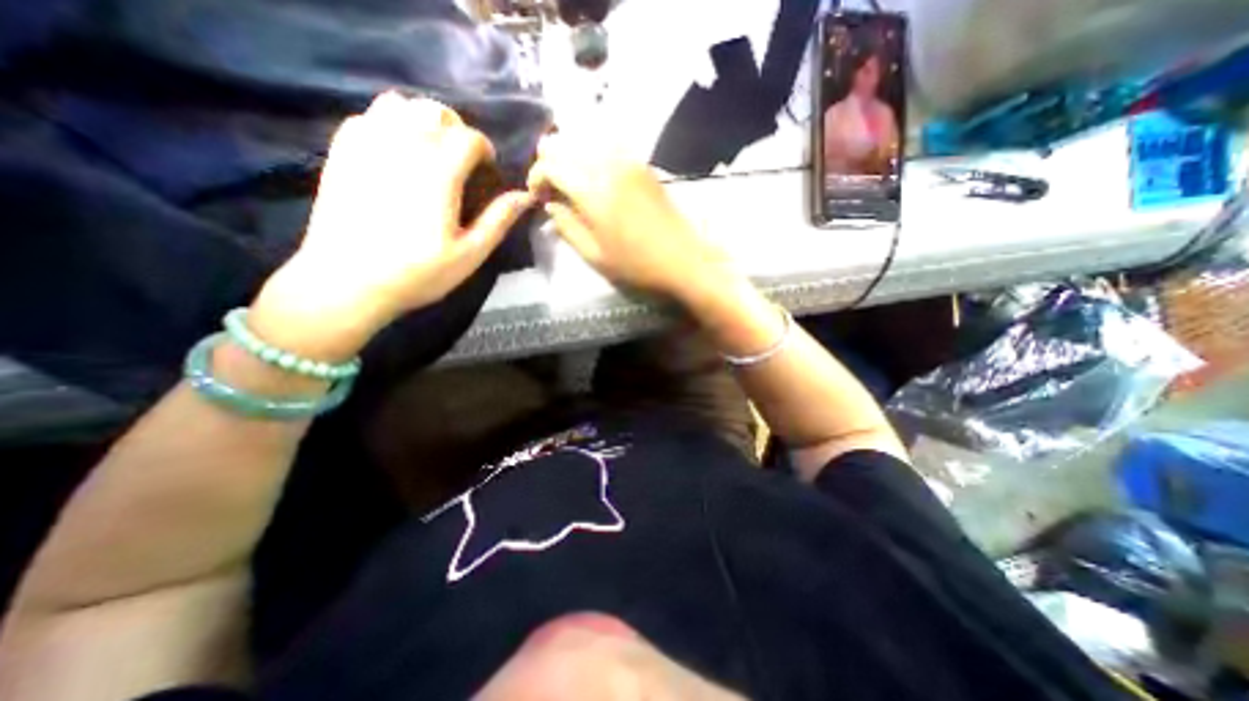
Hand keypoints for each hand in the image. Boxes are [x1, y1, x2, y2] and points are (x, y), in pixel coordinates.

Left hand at [249, 94, 529, 360]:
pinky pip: (369, 116)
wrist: (347, 281)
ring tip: (431, 150)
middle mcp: (403, 145)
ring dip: (423, 121)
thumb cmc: (418, 272)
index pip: (469, 137)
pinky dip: (391, 124)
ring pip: (400, 104)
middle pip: (436, 111)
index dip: (485, 150)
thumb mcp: (470, 253)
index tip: (488, 170)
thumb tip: (526, 196)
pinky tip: (397, 153)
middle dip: (457, 130)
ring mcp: (367, 143)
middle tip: (463, 161)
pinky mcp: (342, 151)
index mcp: (439, 171)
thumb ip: (499, 220)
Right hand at [530, 134, 728, 300]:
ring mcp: (629, 160)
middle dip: (550, 161)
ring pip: (586, 137)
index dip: (536, 177)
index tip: (538, 196)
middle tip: (552, 188)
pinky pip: (609, 144)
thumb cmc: (638, 265)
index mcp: (593, 190)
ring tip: (571, 180)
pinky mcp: (643, 164)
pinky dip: (593, 151)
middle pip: (565, 142)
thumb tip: (550, 206)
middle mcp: (608, 165)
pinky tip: (595, 173)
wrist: (684, 259)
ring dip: (571, 154)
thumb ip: (567, 227)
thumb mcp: (595, 256)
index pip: (550, 164)